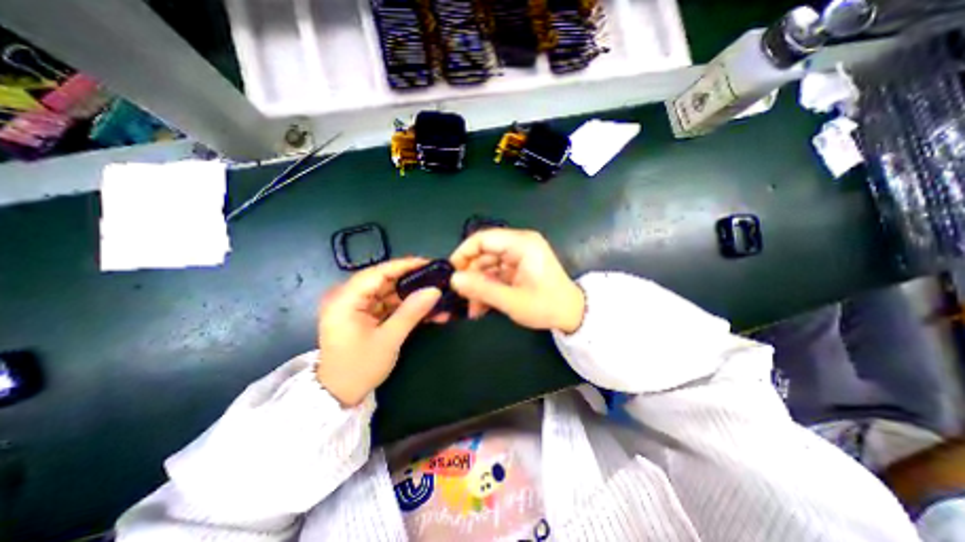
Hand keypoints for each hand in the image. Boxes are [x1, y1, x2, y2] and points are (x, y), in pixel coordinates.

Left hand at [319, 258, 442, 406]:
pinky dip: (405, 307)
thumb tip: (434, 291)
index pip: (378, 272)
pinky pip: (387, 305)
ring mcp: (356, 307)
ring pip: (388, 293)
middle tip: (436, 279)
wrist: (338, 395)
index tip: (428, 263)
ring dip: (411, 296)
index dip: (404, 265)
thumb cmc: (359, 368)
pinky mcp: (363, 315)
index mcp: (345, 300)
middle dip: (411, 281)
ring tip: (435, 295)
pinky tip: (425, 309)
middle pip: (384, 281)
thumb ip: (411, 312)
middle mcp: (348, 297)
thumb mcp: (388, 339)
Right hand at [449, 226, 583, 332]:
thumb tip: (454, 279)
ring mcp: (519, 255)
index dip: (463, 253)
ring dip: (478, 285)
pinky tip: (482, 305)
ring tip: (473, 308)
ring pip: (487, 265)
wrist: (572, 315)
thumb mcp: (512, 301)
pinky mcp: (518, 266)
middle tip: (462, 297)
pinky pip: (496, 272)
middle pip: (484, 253)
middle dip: (471, 275)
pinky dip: (488, 287)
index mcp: (522, 244)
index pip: (483, 238)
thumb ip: (482, 289)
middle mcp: (520, 244)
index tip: (452, 273)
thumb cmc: (547, 306)